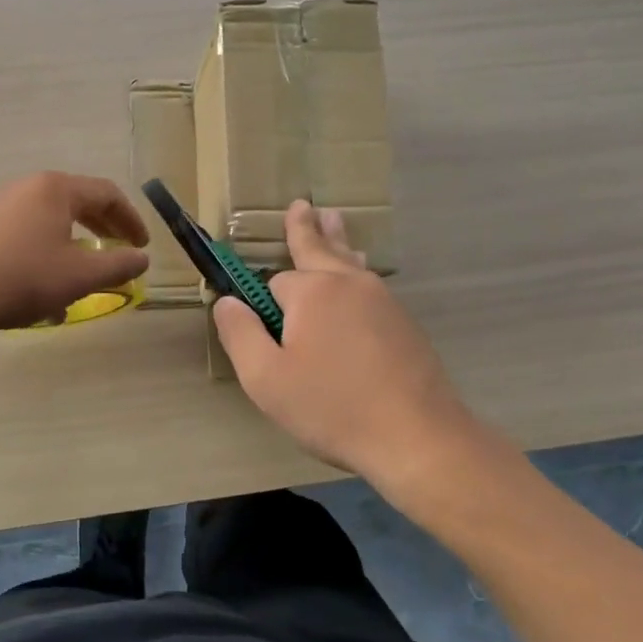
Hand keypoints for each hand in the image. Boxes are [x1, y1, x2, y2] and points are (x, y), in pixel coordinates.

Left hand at [0, 172, 149, 334]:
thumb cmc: (21, 279)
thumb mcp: (80, 277)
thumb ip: (119, 265)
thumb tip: (141, 259)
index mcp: (54, 189)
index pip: (106, 194)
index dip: (130, 220)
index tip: (141, 246)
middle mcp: (22, 185)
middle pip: (74, 202)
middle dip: (100, 230)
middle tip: (115, 253)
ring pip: (43, 220)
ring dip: (67, 246)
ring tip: (74, 280)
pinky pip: (15, 232)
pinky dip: (36, 252)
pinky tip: (33, 286)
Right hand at [214, 200, 476, 482]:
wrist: (416, 436)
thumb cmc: (332, 407)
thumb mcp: (266, 378)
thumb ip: (240, 334)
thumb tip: (225, 301)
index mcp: (313, 291)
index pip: (274, 281)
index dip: (262, 304)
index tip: (254, 322)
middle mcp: (350, 284)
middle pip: (320, 247)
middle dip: (306, 228)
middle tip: (302, 204)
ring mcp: (383, 300)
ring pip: (350, 263)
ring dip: (336, 242)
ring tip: (331, 219)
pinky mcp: (404, 323)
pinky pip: (370, 286)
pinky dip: (356, 274)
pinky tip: (357, 279)